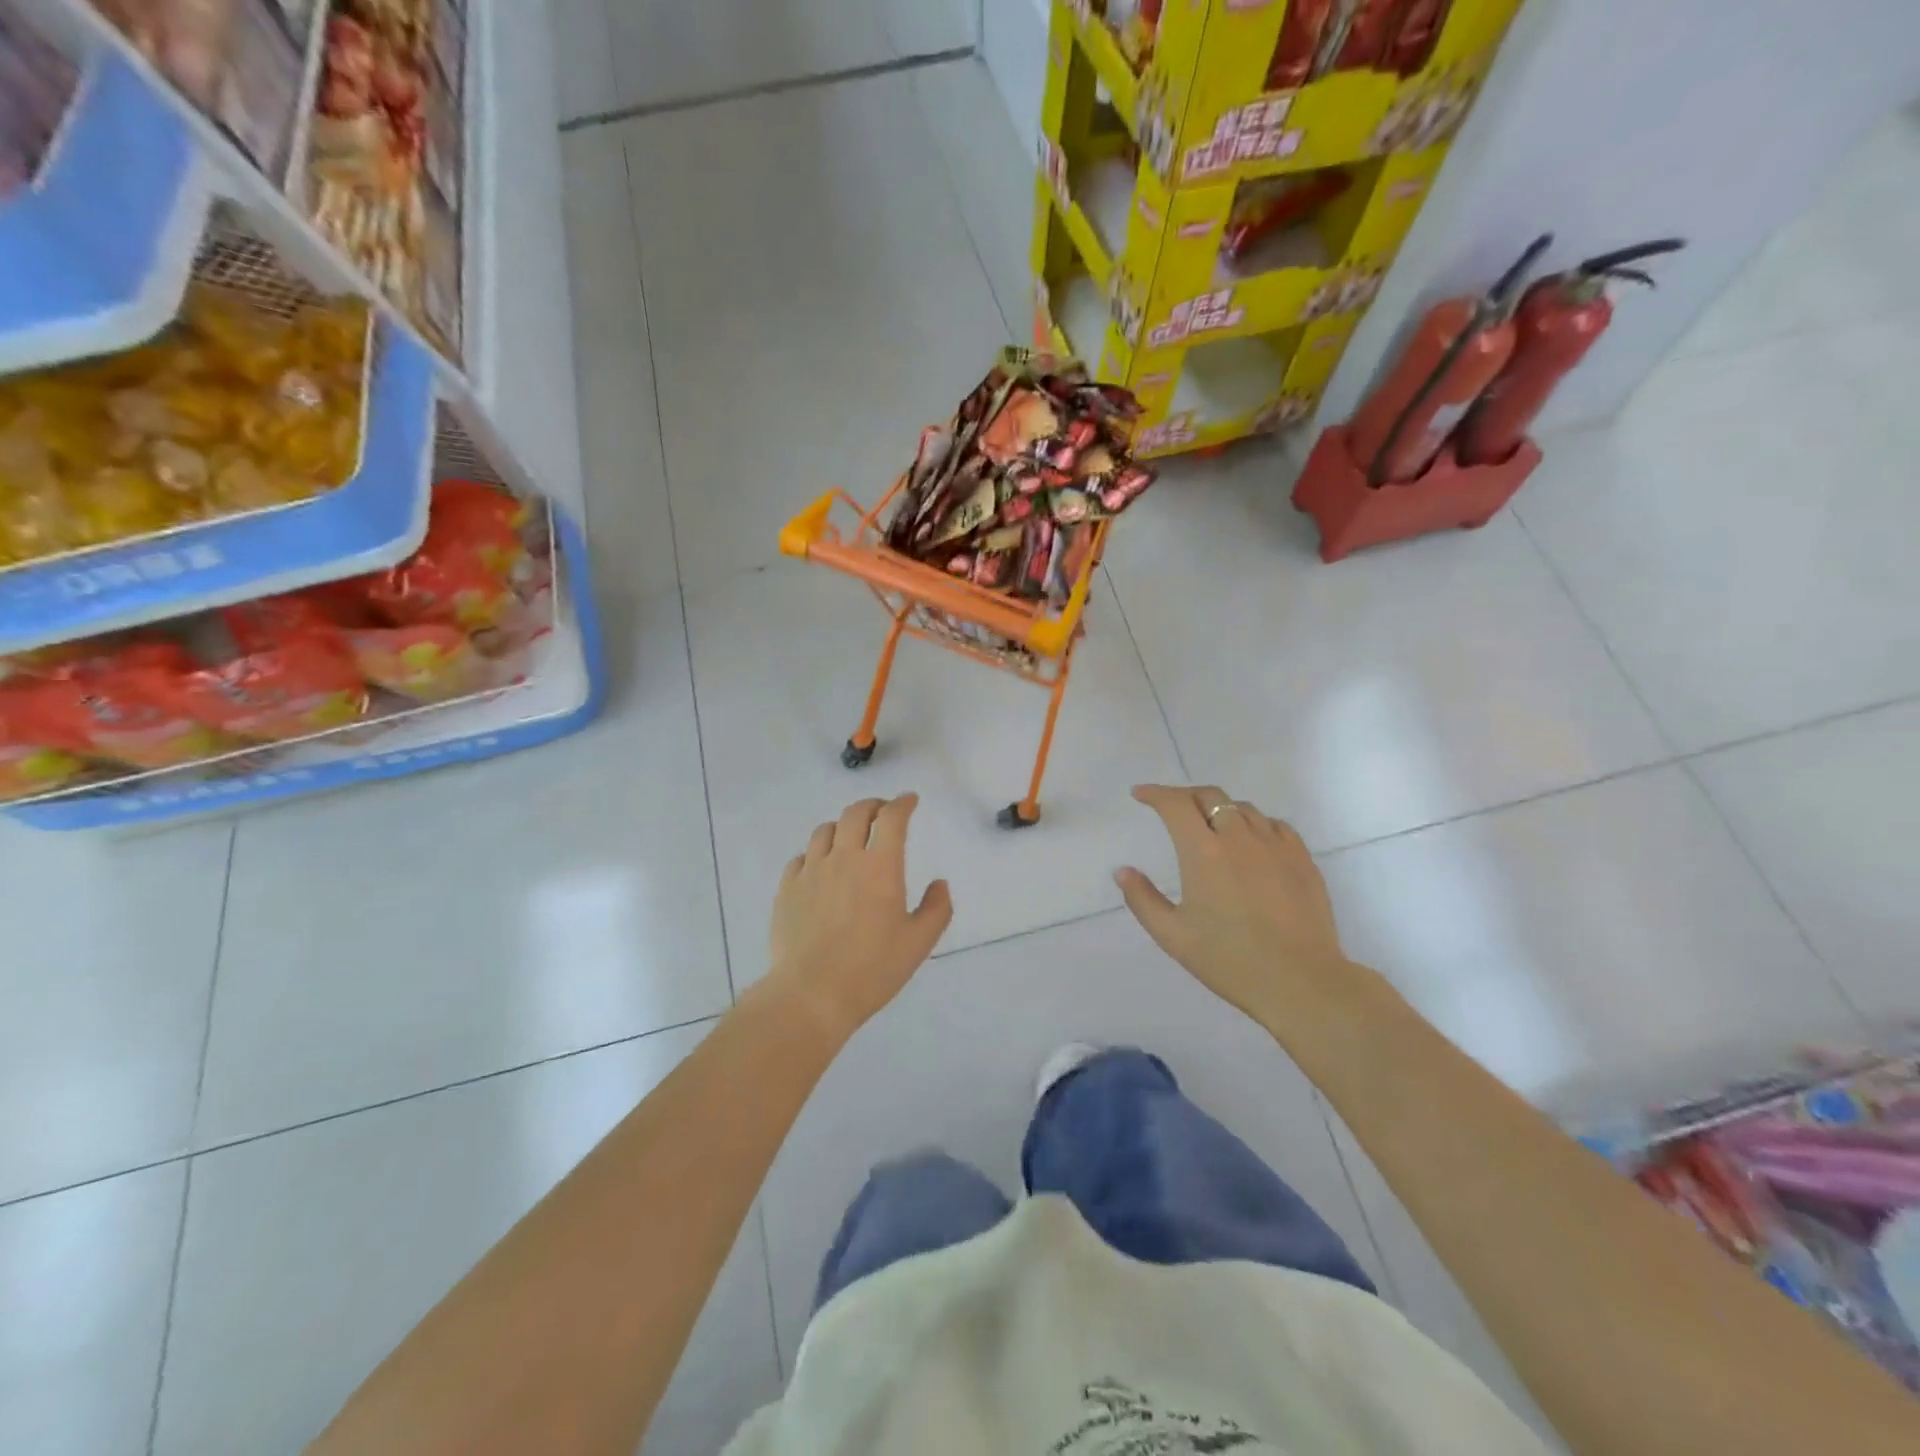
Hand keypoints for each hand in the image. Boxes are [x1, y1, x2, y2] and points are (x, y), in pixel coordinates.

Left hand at [765, 794, 952, 1042]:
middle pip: (855, 813)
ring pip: (825, 830)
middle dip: (873, 805)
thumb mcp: (919, 943)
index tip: (910, 800)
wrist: (811, 994)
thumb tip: (940, 883)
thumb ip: (936, 908)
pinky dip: (816, 853)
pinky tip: (820, 867)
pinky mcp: (787, 888)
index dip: (903, 803)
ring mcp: (811, 871)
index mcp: (880, 866)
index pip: (892, 818)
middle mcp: (844, 858)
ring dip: (843, 826)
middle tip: (883, 812)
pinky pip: (801, 857)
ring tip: (850, 837)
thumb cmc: (872, 969)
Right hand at [1116, 785, 1350, 1023]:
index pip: (1175, 804)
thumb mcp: (1173, 936)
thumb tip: (1123, 871)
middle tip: (1172, 809)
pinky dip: (1253, 823)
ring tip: (1210, 826)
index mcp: (1204, 852)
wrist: (1301, 981)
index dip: (1155, 793)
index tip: (1140, 795)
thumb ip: (1143, 900)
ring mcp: (1275, 845)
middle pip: (1210, 796)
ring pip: (1243, 808)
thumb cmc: (1230, 960)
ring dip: (1219, 809)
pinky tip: (1251, 842)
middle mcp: (1239, 837)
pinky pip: (1274, 825)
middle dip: (1185, 796)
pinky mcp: (1302, 859)